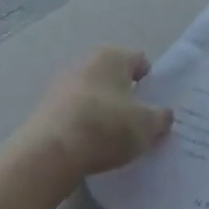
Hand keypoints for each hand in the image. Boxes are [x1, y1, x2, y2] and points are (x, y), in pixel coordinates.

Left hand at [16, 48, 173, 186]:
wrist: (50, 152)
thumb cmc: (107, 126)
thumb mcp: (148, 125)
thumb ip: (161, 117)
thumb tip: (163, 115)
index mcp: (112, 55)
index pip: (140, 61)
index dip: (151, 83)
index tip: (155, 107)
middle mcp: (85, 62)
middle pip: (114, 78)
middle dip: (126, 97)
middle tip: (138, 124)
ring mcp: (61, 85)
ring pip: (93, 96)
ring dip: (104, 112)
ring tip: (114, 140)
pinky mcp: (45, 109)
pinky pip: (75, 114)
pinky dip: (84, 126)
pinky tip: (91, 147)